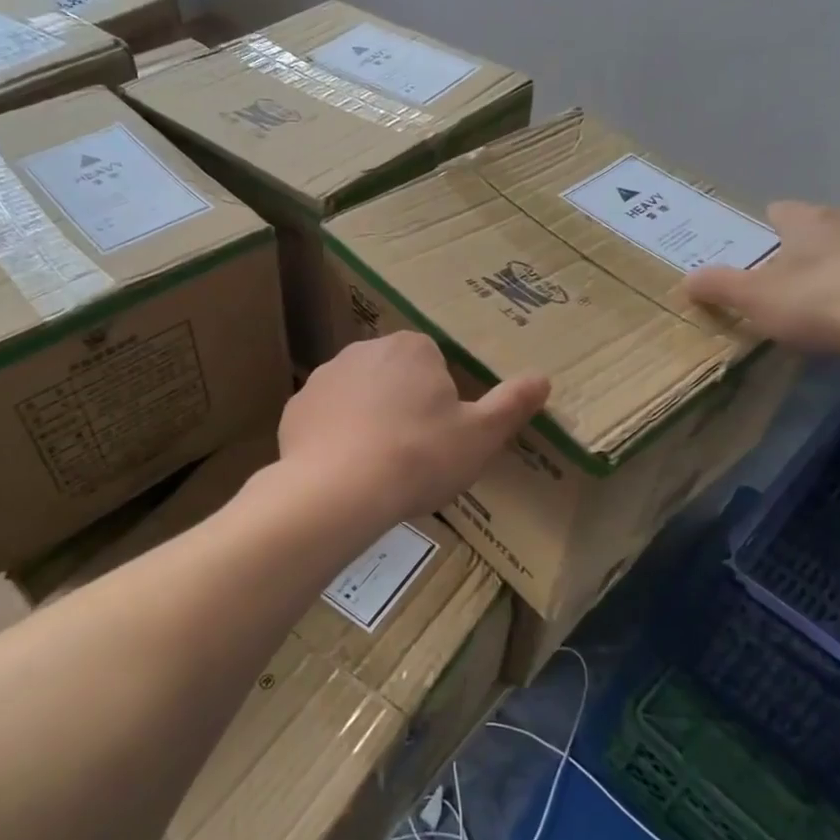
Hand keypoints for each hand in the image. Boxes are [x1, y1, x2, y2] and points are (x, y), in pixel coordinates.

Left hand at [279, 332, 550, 527]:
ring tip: (379, 465)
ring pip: (358, 395)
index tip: (441, 433)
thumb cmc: (420, 457)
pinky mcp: (295, 408)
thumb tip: (543, 378)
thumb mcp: (481, 435)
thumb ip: (512, 403)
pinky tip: (345, 469)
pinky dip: (335, 436)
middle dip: (403, 404)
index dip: (441, 398)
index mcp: (411, 348)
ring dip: (368, 418)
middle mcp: (364, 350)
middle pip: (394, 375)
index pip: (433, 362)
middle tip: (414, 451)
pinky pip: (325, 418)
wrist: (339, 490)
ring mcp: (324, 377)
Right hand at [685, 201, 839, 356]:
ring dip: (837, 266)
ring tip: (823, 299)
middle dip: (800, 249)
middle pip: (816, 228)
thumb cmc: (817, 301)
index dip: (762, 230)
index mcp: (807, 219)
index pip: (779, 210)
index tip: (754, 254)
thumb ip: (719, 286)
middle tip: (782, 282)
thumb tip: (687, 279)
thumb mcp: (754, 299)